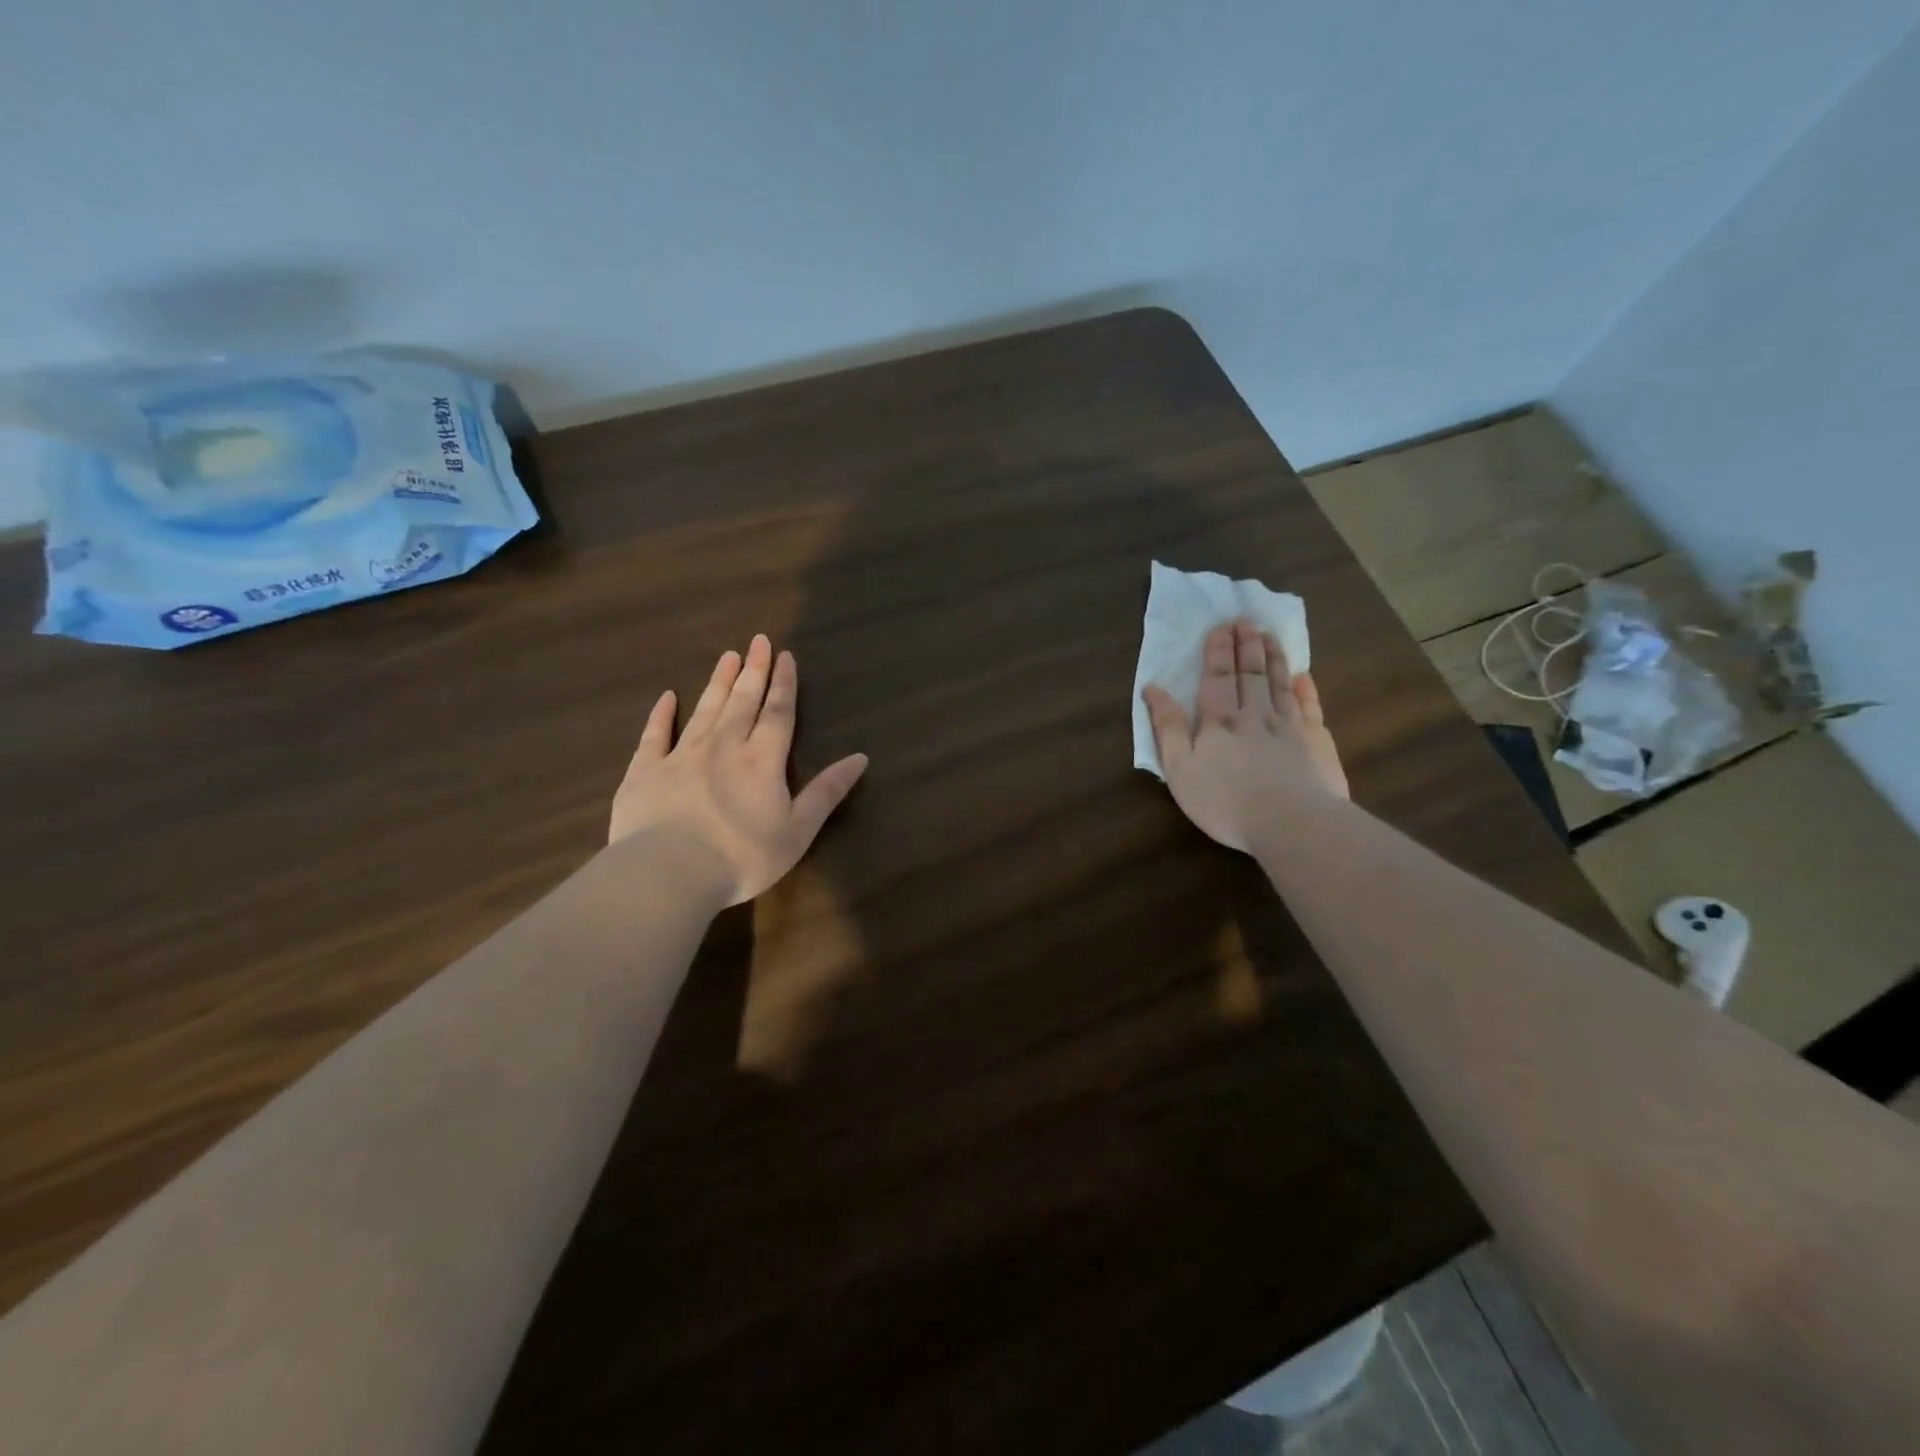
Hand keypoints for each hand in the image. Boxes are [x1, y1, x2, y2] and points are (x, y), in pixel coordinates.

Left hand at [610, 635, 868, 904]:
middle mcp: (724, 746)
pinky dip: (662, 714)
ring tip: (727, 656)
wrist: (668, 872)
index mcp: (762, 760)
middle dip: (753, 670)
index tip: (785, 655)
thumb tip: (861, 757)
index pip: (777, 713)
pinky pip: (655, 734)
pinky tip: (668, 697)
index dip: (784, 684)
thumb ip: (827, 792)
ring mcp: (681, 755)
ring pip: (705, 709)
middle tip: (758, 640)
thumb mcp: (798, 830)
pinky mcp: (645, 771)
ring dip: (718, 682)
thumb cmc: (742, 856)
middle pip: (742, 701)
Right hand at [1142, 619, 1347, 853]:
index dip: (1218, 651)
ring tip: (1270, 636)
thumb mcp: (1180, 769)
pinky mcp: (1316, 744)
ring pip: (1280, 684)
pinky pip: (1310, 708)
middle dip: (1246, 646)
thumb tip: (1153, 689)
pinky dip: (1306, 690)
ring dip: (1274, 658)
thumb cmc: (1225, 801)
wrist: (1292, 823)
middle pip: (1251, 673)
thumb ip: (1168, 728)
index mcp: (1219, 721)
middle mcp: (1255, 715)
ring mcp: (1289, 727)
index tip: (1221, 626)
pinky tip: (1303, 677)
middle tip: (1246, 621)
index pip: (1217, 677)